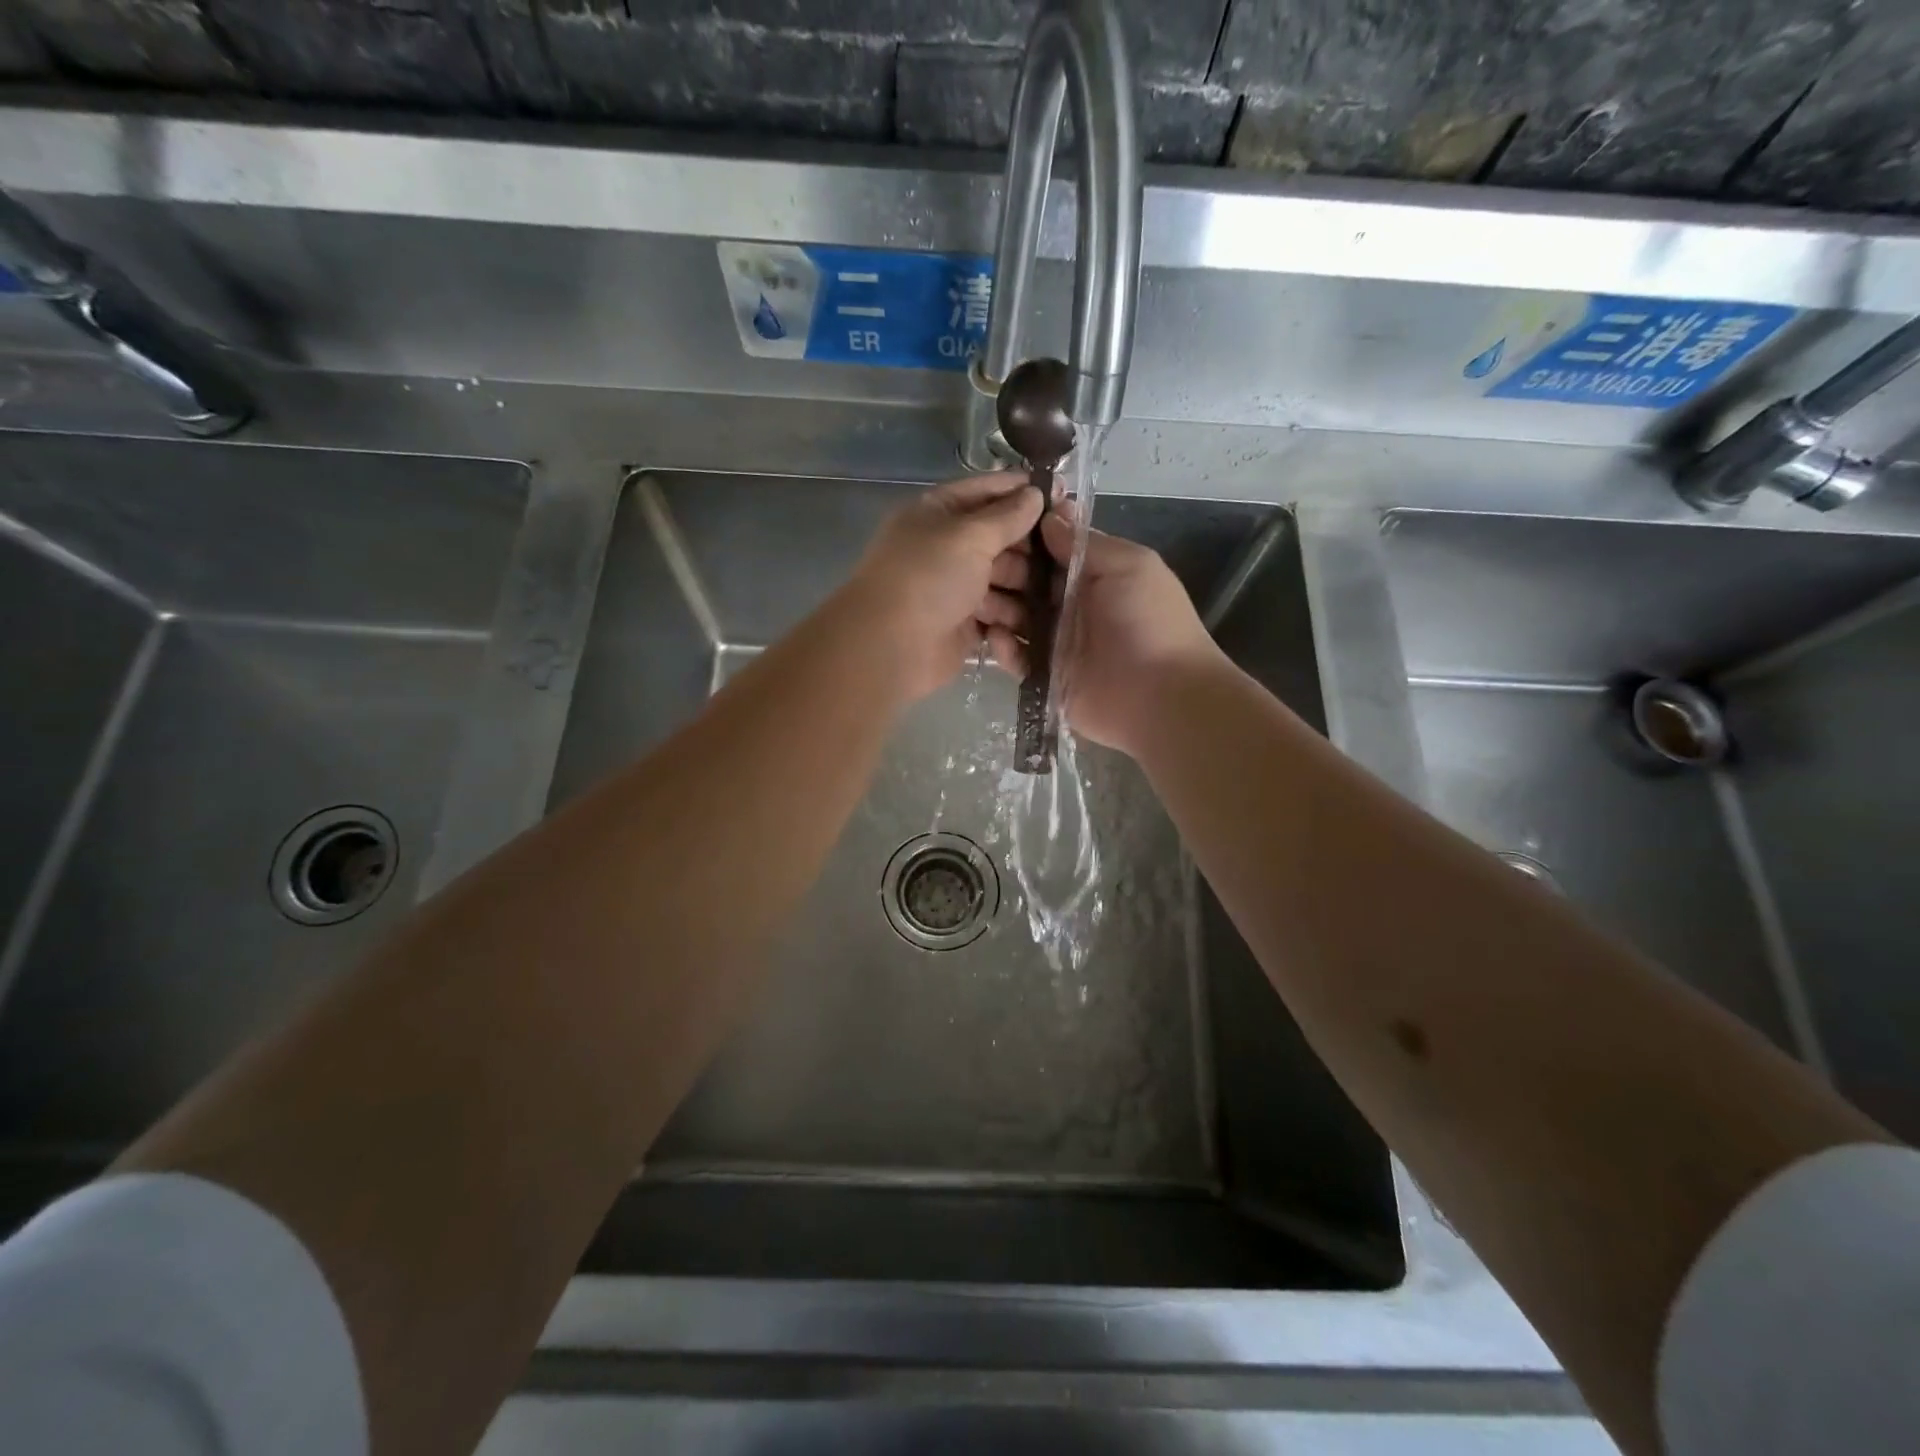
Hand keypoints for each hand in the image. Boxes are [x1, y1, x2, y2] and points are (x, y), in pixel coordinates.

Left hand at [847, 473, 1043, 701]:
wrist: (890, 646)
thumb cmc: (927, 578)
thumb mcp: (969, 535)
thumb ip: (1006, 515)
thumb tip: (1036, 493)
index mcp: (938, 513)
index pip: (986, 492)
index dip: (1022, 491)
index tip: (1062, 494)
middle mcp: (947, 548)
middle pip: (1000, 539)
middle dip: (1031, 548)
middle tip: (1069, 555)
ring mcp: (956, 588)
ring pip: (1004, 580)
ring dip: (1027, 587)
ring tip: (1058, 594)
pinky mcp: (965, 625)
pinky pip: (999, 615)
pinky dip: (1015, 618)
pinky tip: (1041, 621)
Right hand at [989, 511, 1223, 755]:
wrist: (1162, 696)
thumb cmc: (1150, 621)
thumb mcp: (1129, 565)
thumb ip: (1085, 544)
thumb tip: (1048, 518)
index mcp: (1092, 574)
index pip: (1049, 548)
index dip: (1024, 537)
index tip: (994, 524)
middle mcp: (1070, 604)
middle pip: (1025, 581)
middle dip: (1000, 570)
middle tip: (970, 566)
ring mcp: (1056, 641)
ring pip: (1015, 618)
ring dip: (994, 607)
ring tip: (972, 599)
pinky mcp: (1046, 675)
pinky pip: (1016, 657)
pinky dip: (1003, 648)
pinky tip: (995, 638)